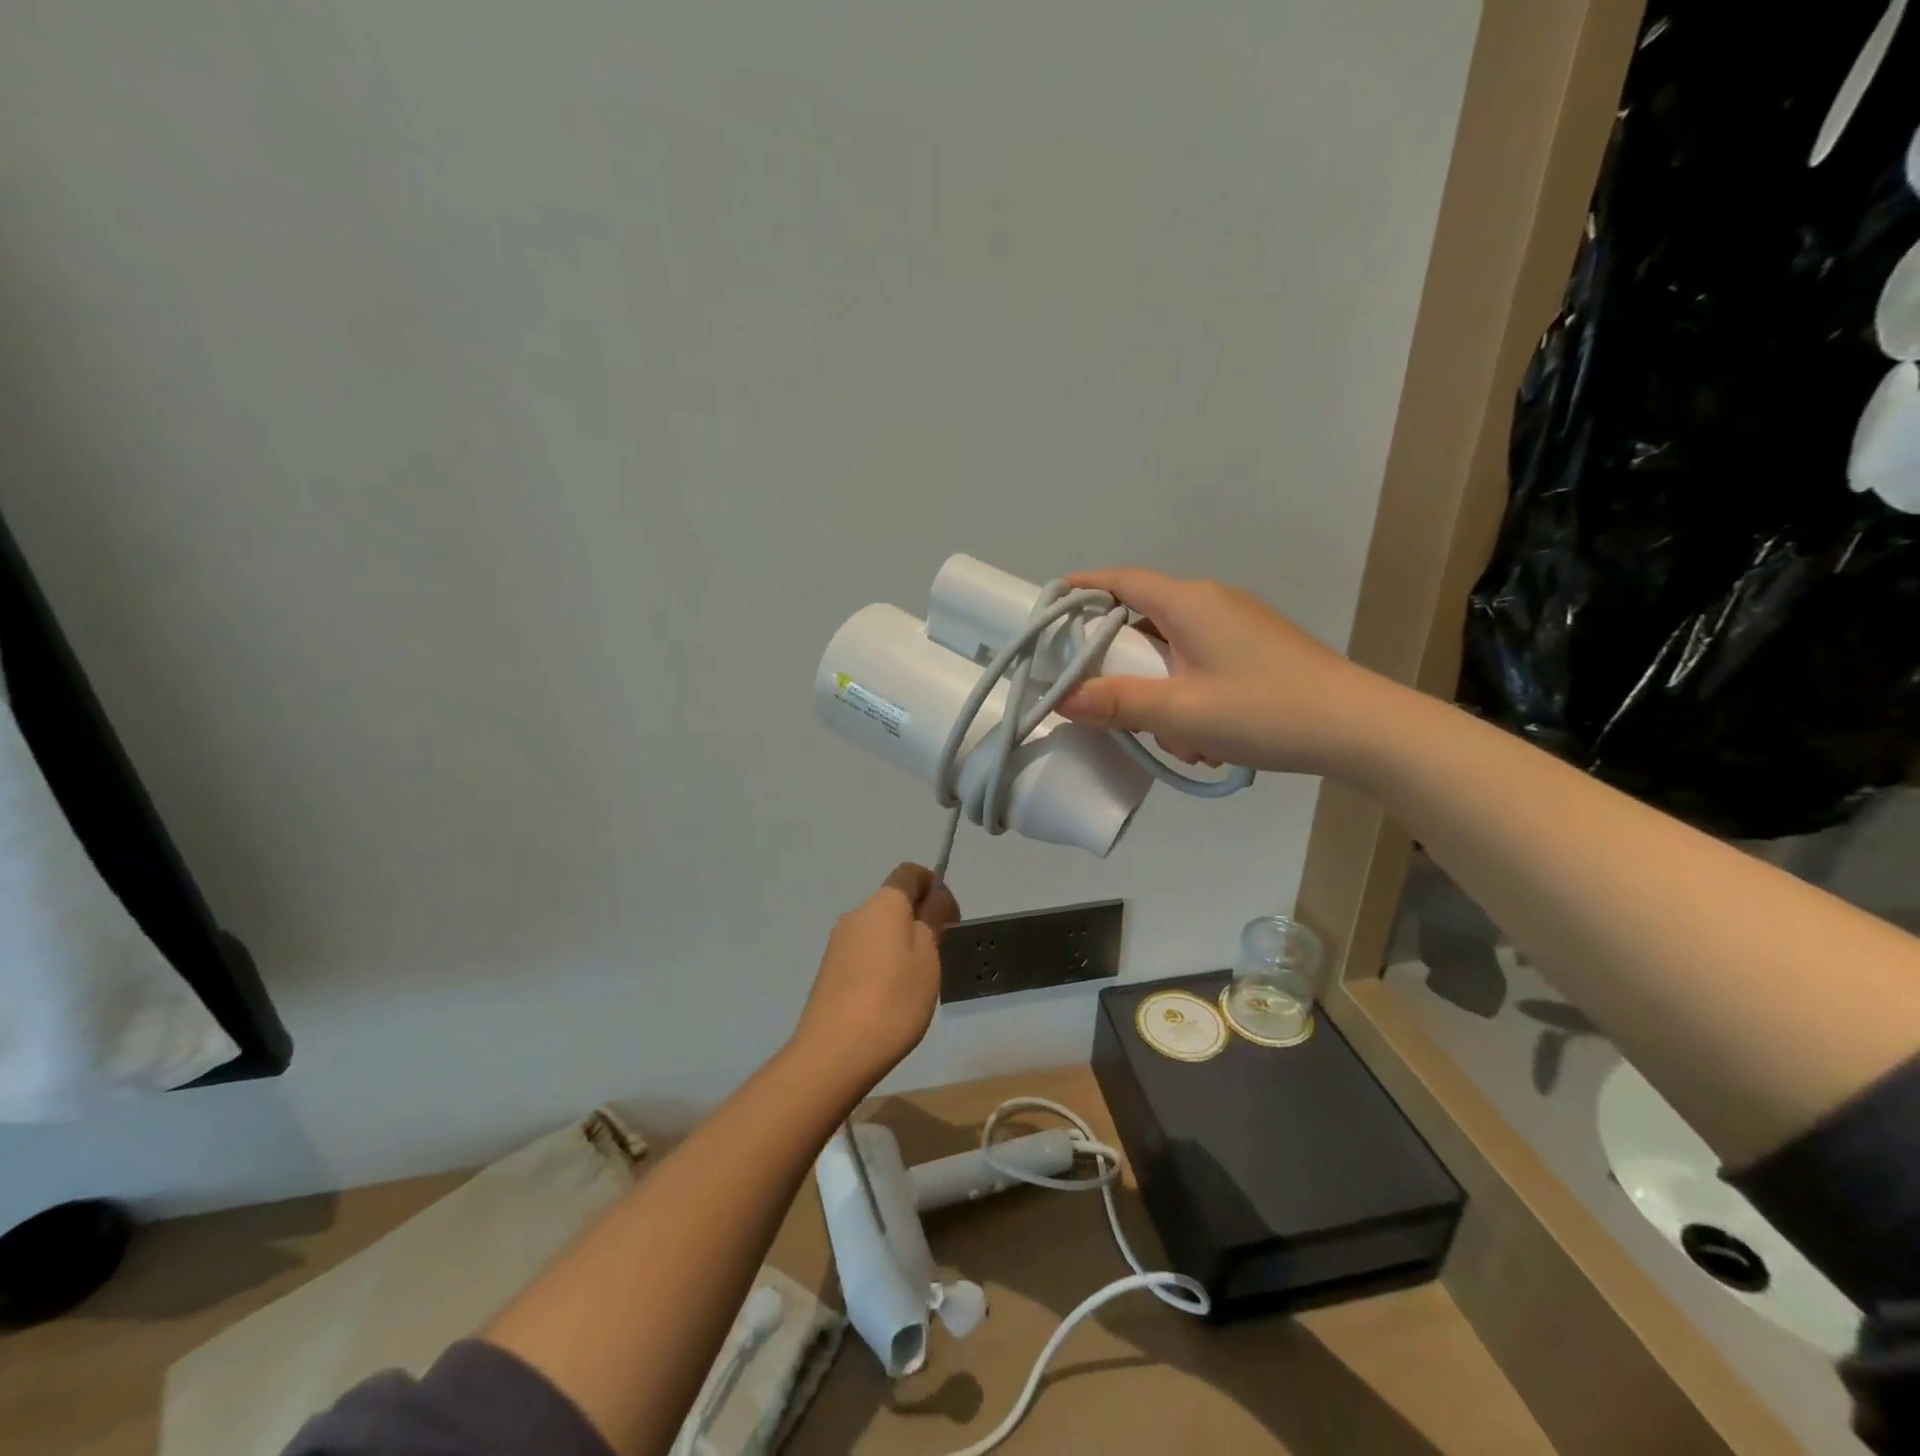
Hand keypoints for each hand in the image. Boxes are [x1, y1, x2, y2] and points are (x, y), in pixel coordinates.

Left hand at [791, 864, 960, 1091]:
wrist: (834, 1052)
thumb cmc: (893, 1000)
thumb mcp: (928, 959)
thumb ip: (932, 921)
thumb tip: (934, 897)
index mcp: (883, 903)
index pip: (909, 873)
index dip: (933, 885)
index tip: (950, 916)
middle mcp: (856, 914)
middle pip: (893, 900)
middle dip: (919, 916)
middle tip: (940, 953)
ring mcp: (838, 943)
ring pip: (878, 928)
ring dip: (901, 941)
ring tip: (917, 981)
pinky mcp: (829, 970)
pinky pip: (864, 951)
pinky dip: (882, 960)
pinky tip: (890, 996)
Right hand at [1057, 568, 1398, 775]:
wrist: (1360, 729)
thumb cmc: (1265, 710)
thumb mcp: (1181, 713)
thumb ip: (1117, 703)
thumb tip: (1061, 698)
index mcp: (1190, 603)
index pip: (1122, 580)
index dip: (1083, 588)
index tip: (1050, 604)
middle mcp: (1212, 603)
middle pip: (1144, 618)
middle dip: (1122, 660)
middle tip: (1102, 696)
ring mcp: (1239, 626)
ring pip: (1174, 649)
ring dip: (1160, 689)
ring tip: (1169, 735)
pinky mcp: (1257, 651)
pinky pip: (1201, 664)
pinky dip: (1188, 694)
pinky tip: (1204, 737)